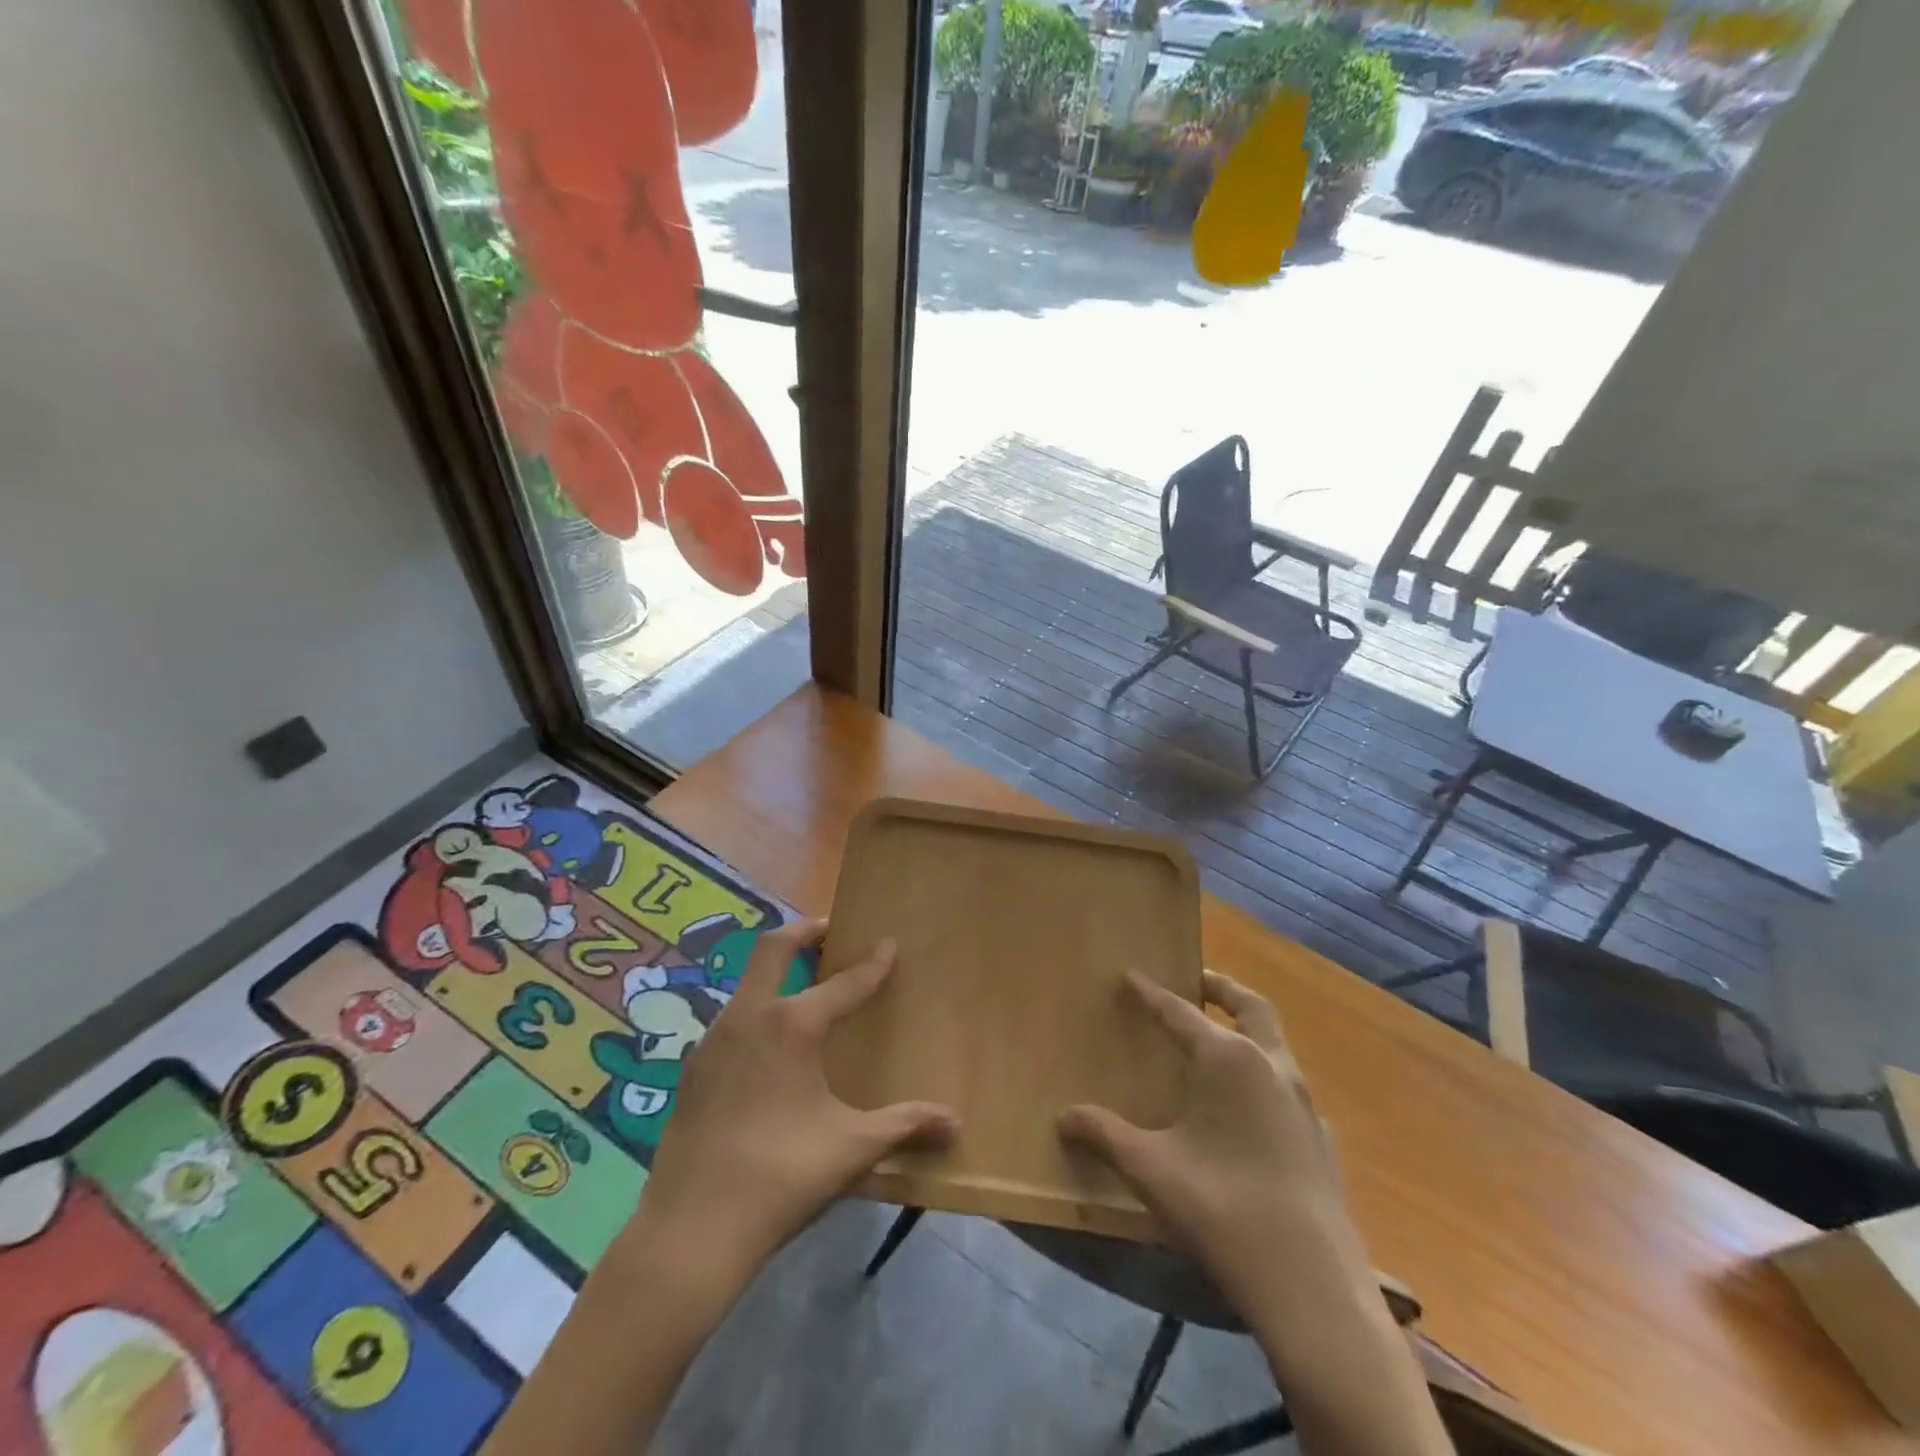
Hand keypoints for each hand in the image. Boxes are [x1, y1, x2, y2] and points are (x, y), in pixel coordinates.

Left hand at [629, 920, 958, 1298]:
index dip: (871, 965)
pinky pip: (731, 1021)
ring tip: (805, 991)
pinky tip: (769, 1050)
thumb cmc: (780, 1176)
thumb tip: (956, 1124)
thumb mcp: (852, 1148)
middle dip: (805, 932)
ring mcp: (712, 1041)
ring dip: (777, 973)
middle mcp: (748, 1017)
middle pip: (773, 948)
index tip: (888, 944)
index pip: (843, 983)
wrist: (689, 1232)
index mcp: (791, 1025)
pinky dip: (756, 1012)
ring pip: (747, 983)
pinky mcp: (692, 1070)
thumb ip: (905, 1127)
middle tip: (830, 932)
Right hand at [1059, 970, 1357, 1303]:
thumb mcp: (1151, 1170)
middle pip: (1251, 1006)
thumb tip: (1064, 1116)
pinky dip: (1265, 1077)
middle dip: (1221, 988)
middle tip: (1195, 981)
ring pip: (1275, 1045)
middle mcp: (1272, 1067)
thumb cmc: (1224, 1210)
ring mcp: (1305, 1104)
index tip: (1131, 975)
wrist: (1313, 1290)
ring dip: (1247, 1030)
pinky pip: (1289, 1089)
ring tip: (1217, 1043)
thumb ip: (1105, 1136)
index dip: (1151, 994)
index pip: (1181, 1013)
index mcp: (1229, 1060)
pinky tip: (1248, 1111)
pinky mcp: (1321, 1141)